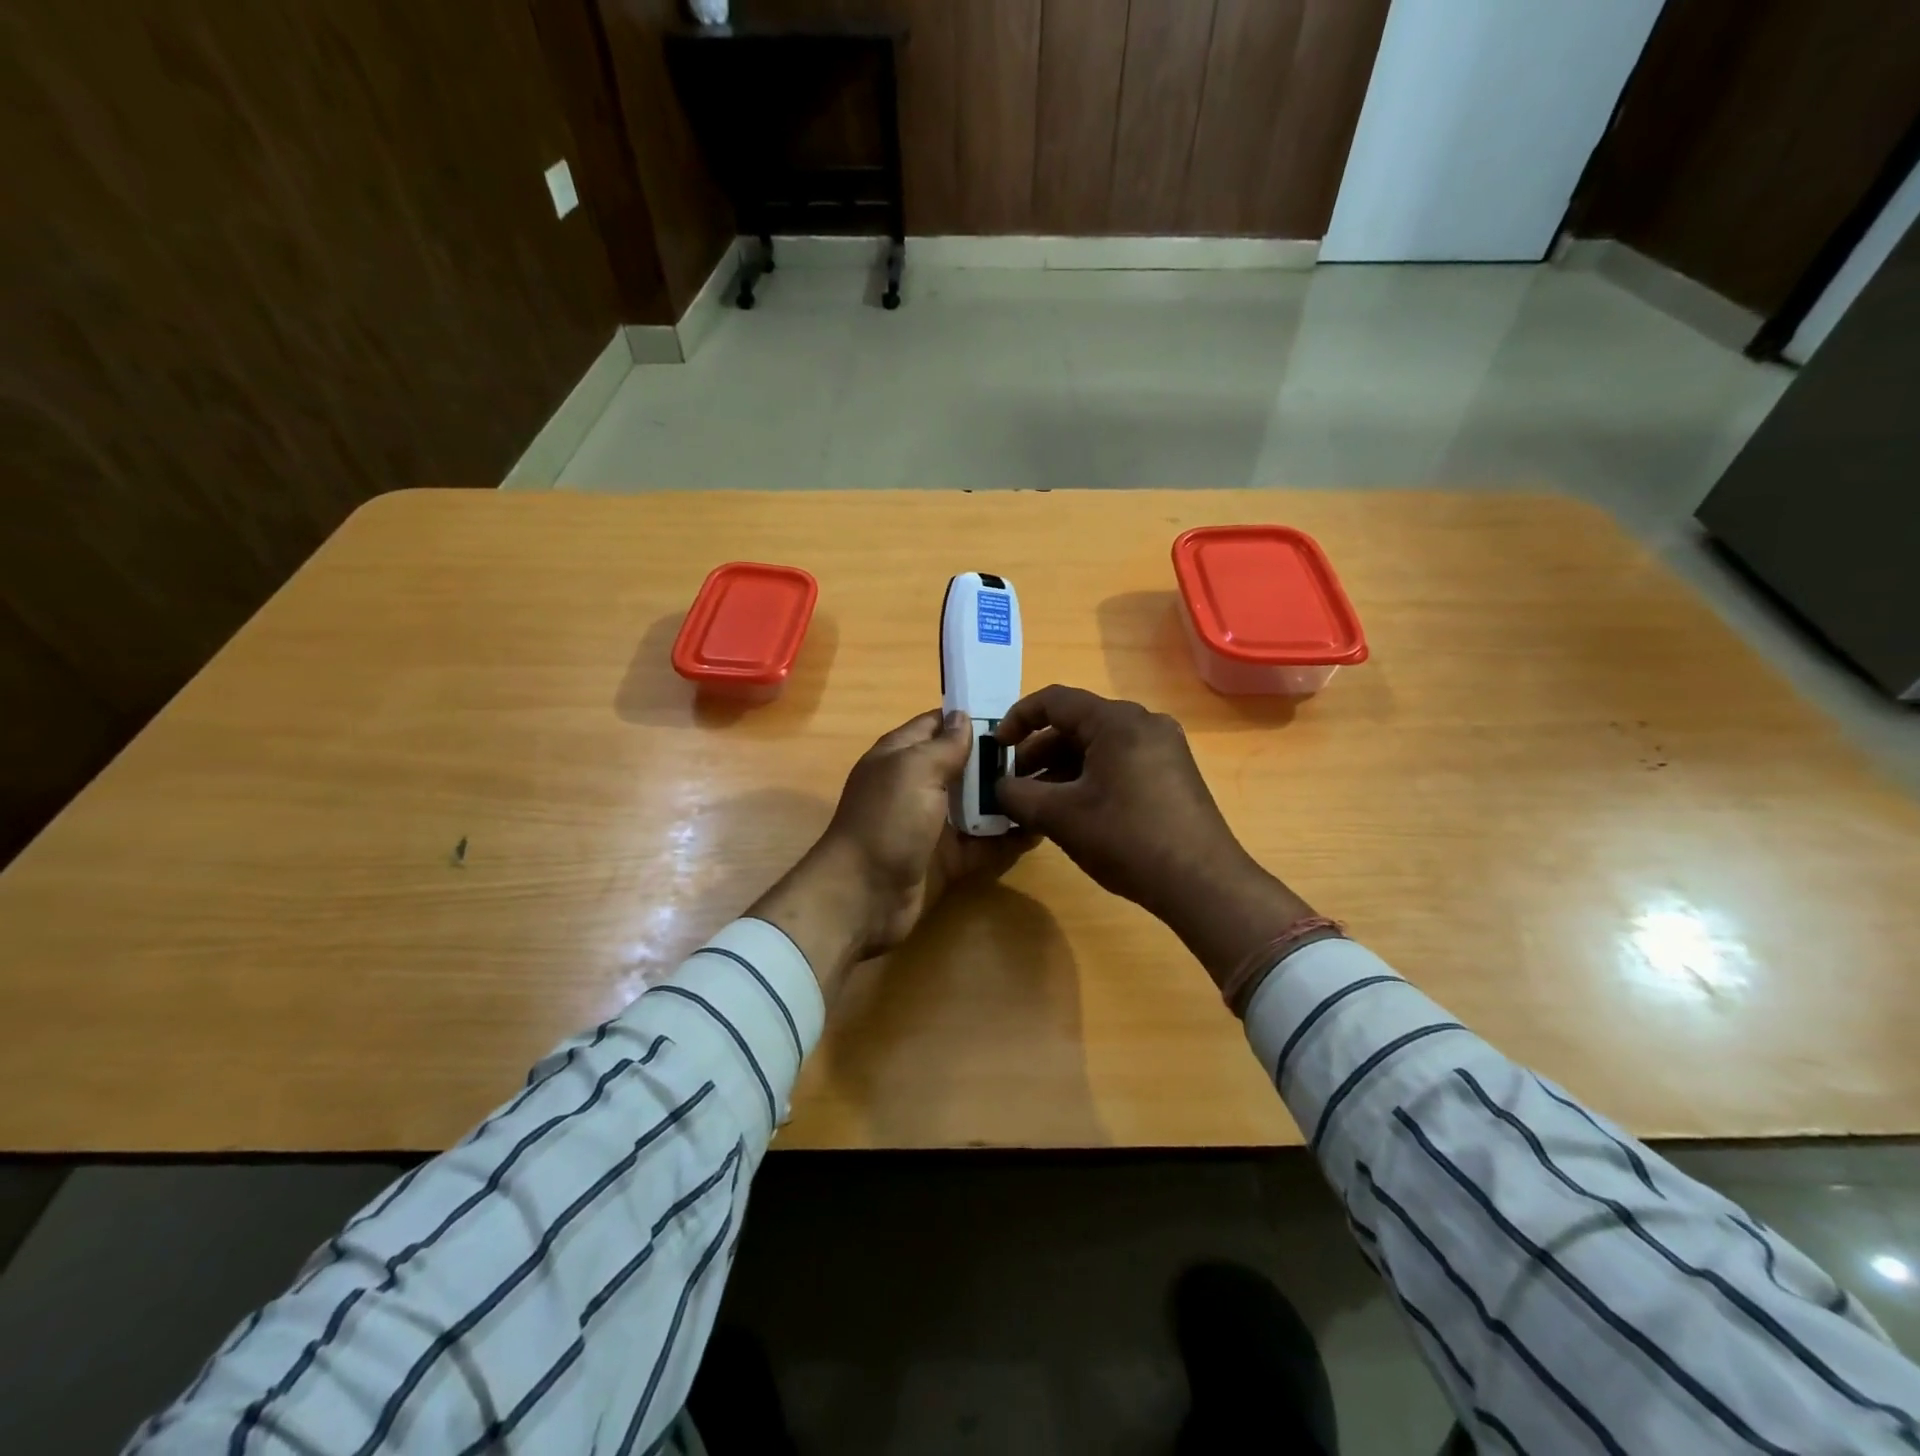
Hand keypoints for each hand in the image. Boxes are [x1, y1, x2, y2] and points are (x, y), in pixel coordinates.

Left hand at [751, 709, 1031, 998]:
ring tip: (1052, 786)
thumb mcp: (914, 770)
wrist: (863, 897)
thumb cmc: (887, 822)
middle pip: (963, 765)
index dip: (971, 717)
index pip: (938, 725)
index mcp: (902, 756)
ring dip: (1008, 797)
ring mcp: (933, 824)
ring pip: (977, 804)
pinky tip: (1040, 827)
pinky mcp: (948, 858)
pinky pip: (984, 843)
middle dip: (998, 758)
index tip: (1015, 715)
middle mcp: (918, 786)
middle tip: (1046, 752)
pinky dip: (1008, 837)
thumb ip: (944, 745)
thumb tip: (963, 716)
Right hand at [994, 685, 1320, 984]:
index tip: (996, 747)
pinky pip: (1121, 760)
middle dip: (1039, 751)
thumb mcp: (1060, 817)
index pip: (1054, 700)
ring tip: (1040, 802)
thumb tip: (1000, 788)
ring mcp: (1164, 747)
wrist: (1201, 882)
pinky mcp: (1173, 772)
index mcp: (1116, 721)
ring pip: (1099, 744)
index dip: (1017, 719)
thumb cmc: (1126, 839)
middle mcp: (1144, 722)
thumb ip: (1018, 795)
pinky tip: (1076, 809)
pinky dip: (1091, 776)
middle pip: (1078, 723)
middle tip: (1015, 783)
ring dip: (1063, 767)